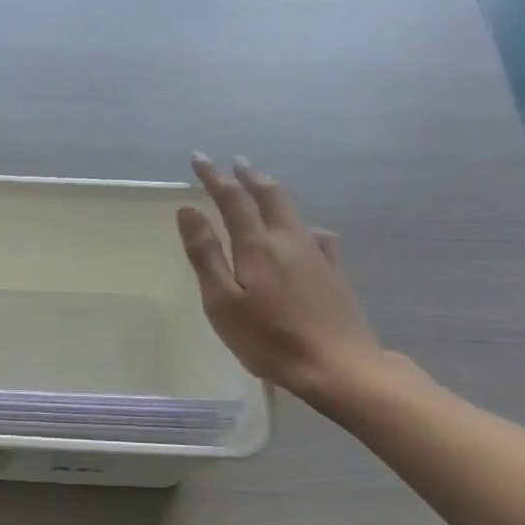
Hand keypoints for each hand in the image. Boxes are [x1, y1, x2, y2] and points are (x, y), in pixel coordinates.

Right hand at [177, 154, 385, 403]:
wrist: (336, 366)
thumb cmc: (267, 338)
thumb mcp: (221, 301)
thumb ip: (205, 254)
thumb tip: (188, 211)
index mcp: (257, 245)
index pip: (232, 199)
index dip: (214, 176)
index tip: (198, 158)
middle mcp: (288, 239)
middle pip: (270, 195)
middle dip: (249, 176)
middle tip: (235, 162)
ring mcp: (316, 254)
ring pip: (293, 211)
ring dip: (273, 193)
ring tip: (262, 187)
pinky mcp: (333, 272)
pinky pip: (317, 235)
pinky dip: (301, 224)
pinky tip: (305, 233)